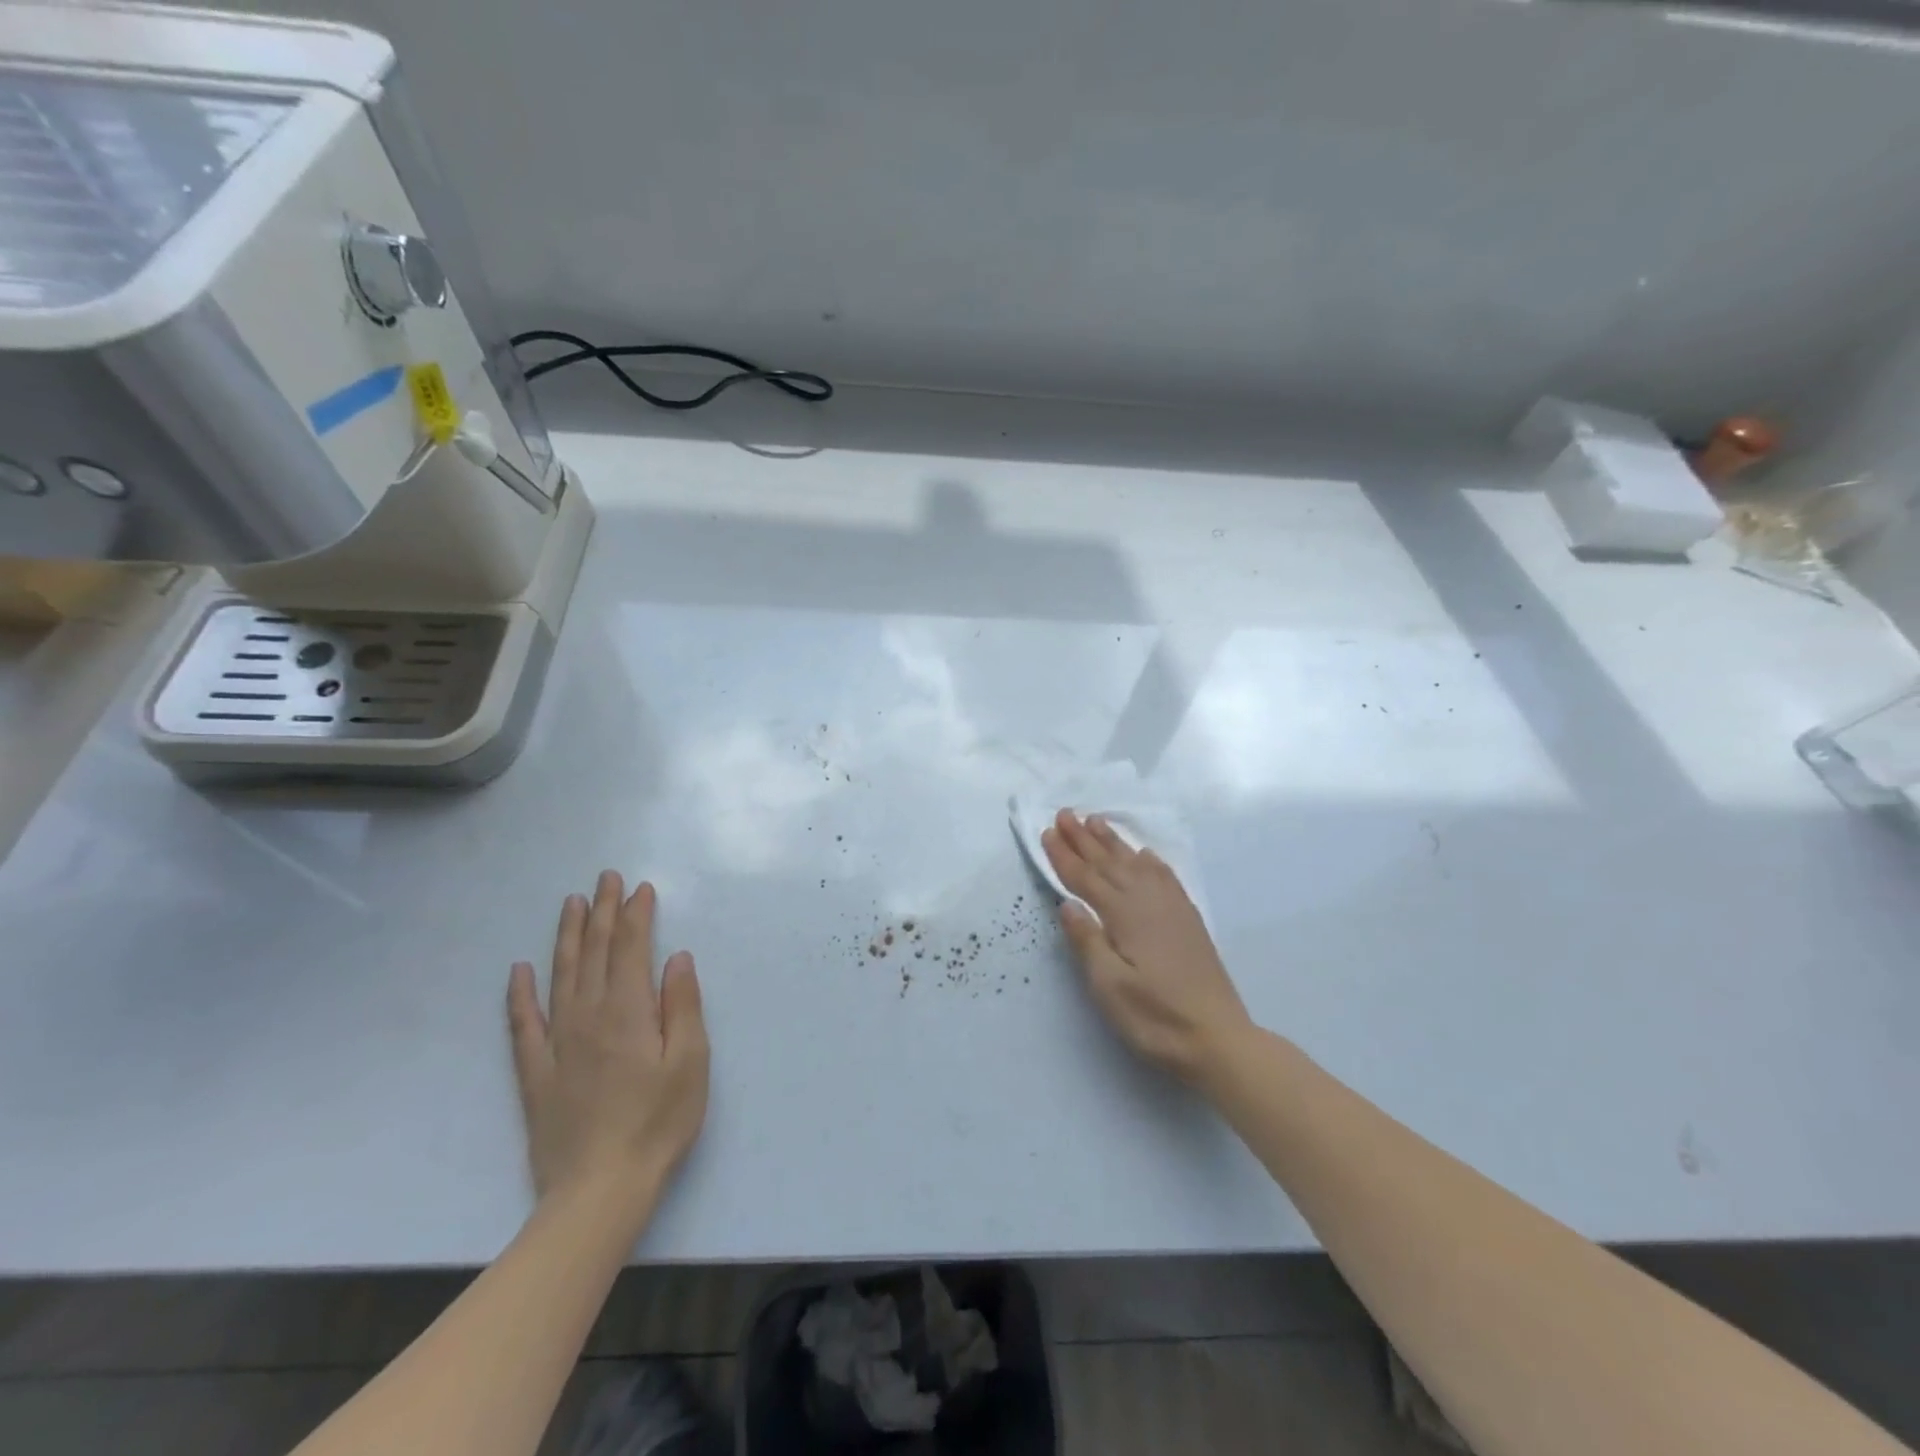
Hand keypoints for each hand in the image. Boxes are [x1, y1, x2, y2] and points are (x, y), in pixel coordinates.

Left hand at [507, 872, 709, 1234]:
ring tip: (571, 904)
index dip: (636, 915)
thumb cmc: (658, 1123)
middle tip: (605, 878)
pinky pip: (523, 1023)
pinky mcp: (535, 1072)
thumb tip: (676, 958)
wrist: (599, 1190)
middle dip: (602, 912)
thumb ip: (682, 1005)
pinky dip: (519, 994)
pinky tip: (519, 971)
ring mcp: (557, 1043)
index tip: (640, 888)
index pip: (630, 949)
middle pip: (594, 952)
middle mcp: (588, 1016)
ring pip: (559, 976)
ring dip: (566, 936)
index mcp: (628, 1011)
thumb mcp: (690, 1062)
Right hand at [1041, 810, 1251, 1084]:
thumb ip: (1087, 942)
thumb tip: (1066, 903)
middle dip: (1084, 839)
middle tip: (1064, 813)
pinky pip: (1164, 877)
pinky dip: (1150, 861)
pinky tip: (1145, 854)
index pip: (1086, 879)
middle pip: (1109, 863)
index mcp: (1124, 916)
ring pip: (1135, 864)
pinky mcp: (1188, 920)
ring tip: (1096, 821)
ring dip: (1113, 842)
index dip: (1064, 856)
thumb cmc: (1156, 1018)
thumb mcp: (1110, 988)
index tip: (1046, 832)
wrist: (1219, 1039)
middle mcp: (1147, 902)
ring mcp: (1171, 909)